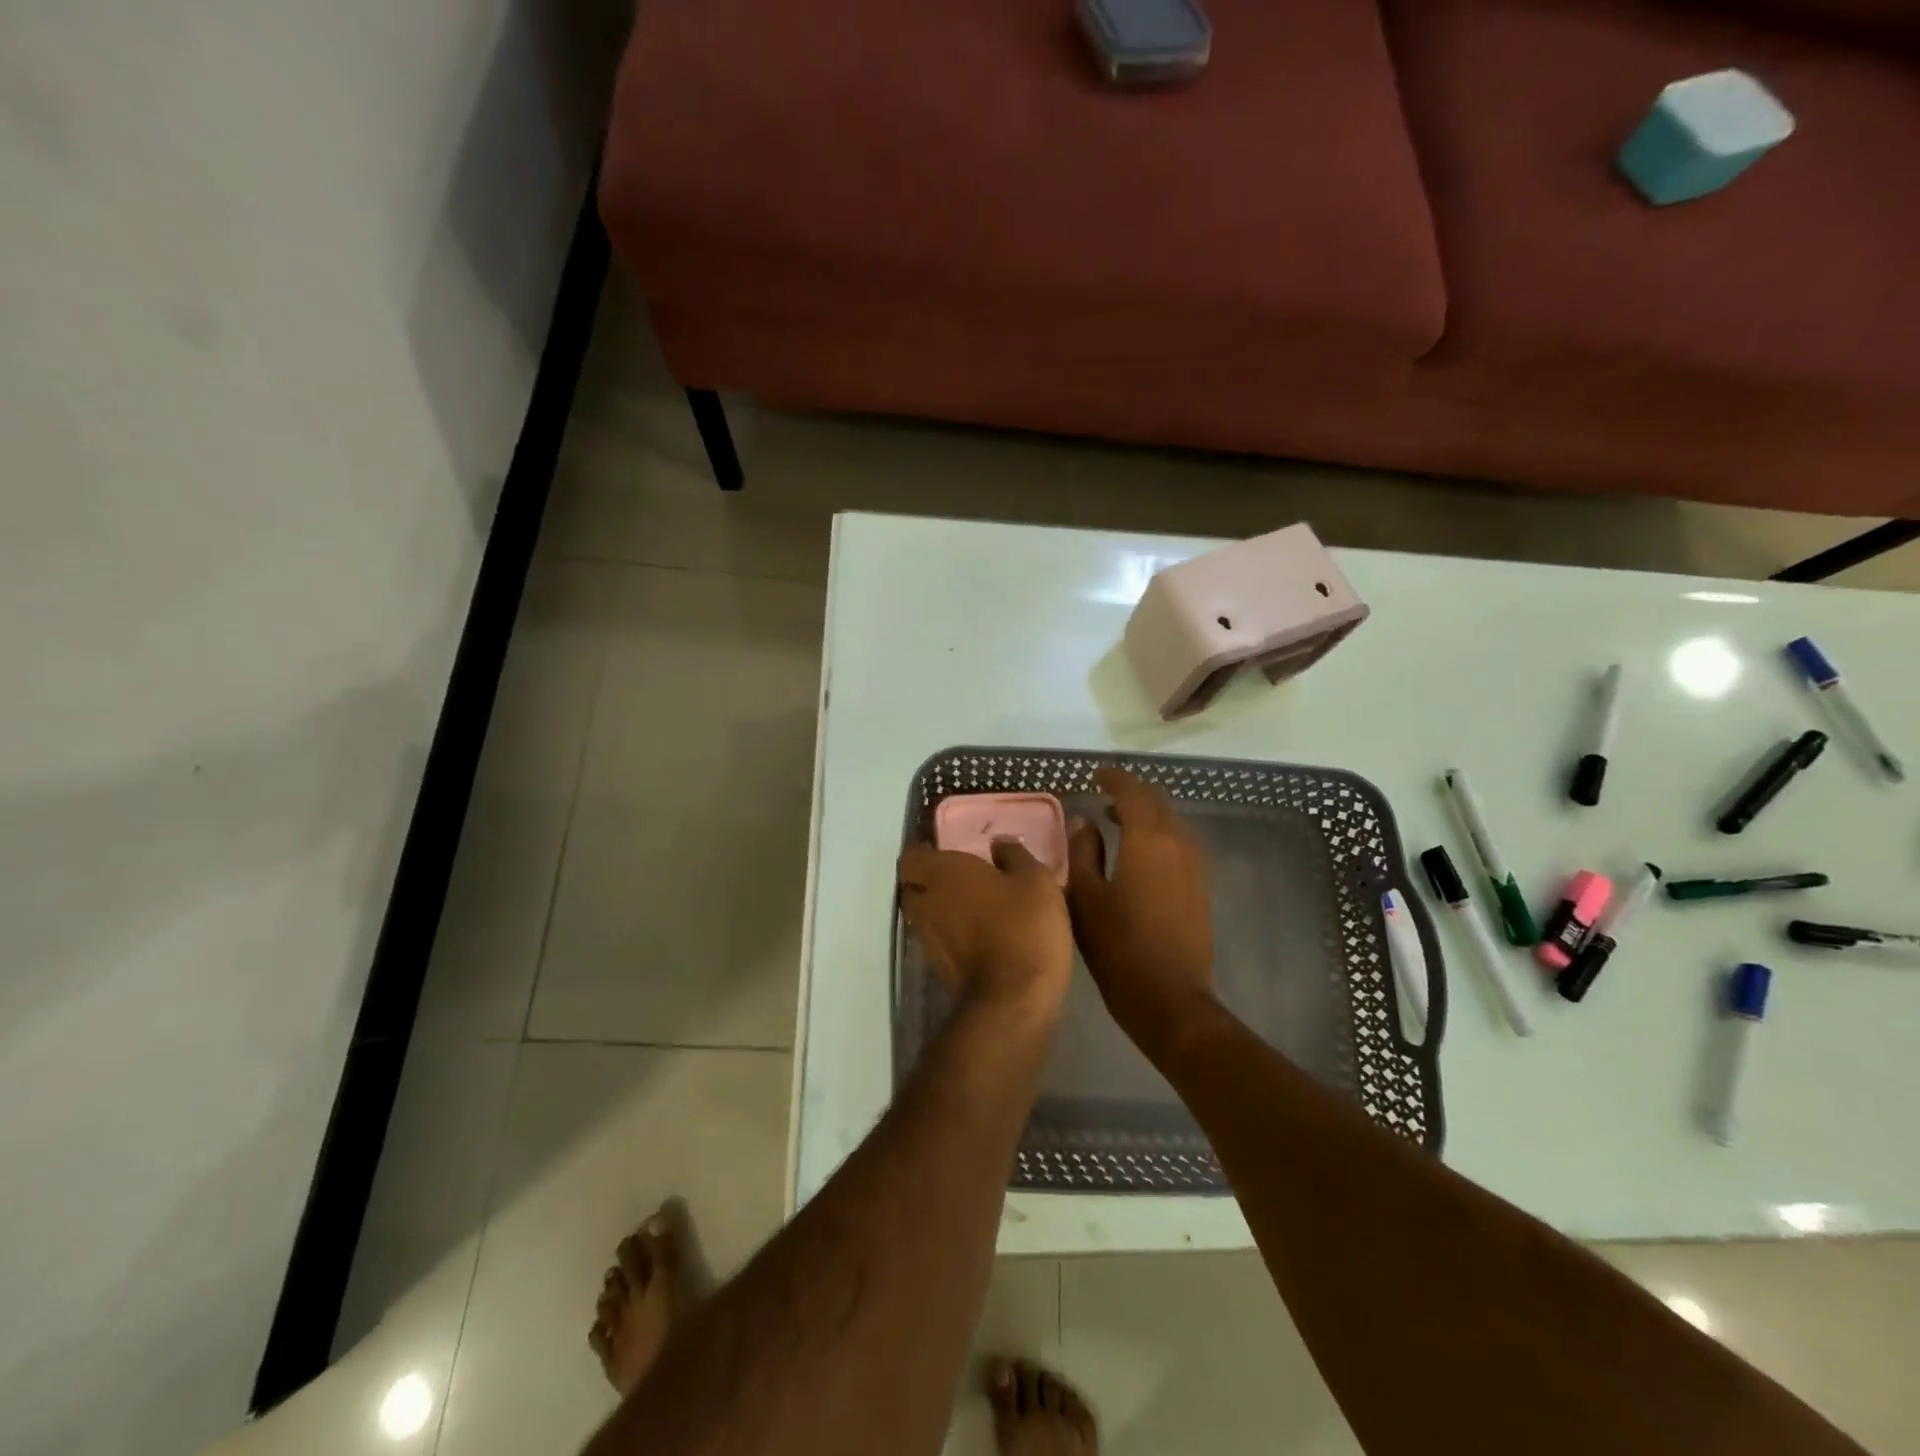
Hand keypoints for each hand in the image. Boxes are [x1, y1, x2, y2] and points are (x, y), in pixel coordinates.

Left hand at [898, 839, 1073, 1022]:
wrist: (1015, 998)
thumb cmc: (1024, 926)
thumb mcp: (1035, 879)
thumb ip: (1013, 855)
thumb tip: (998, 844)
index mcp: (943, 873)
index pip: (910, 857)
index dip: (923, 852)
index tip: (943, 850)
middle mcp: (926, 903)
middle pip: (912, 887)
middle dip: (927, 881)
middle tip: (957, 878)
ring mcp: (928, 939)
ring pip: (923, 916)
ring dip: (938, 910)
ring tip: (968, 907)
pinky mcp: (938, 968)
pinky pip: (936, 940)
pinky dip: (949, 935)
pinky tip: (976, 935)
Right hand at [1066, 767, 1215, 1061]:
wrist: (1170, 998)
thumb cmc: (1119, 946)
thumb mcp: (1086, 897)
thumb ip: (1083, 852)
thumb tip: (1083, 821)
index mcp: (1149, 839)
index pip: (1133, 792)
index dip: (1114, 779)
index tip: (1095, 776)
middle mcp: (1179, 843)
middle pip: (1158, 802)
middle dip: (1132, 793)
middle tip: (1104, 795)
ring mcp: (1196, 866)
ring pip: (1172, 823)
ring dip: (1147, 814)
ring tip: (1118, 822)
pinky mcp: (1201, 887)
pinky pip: (1180, 844)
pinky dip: (1159, 835)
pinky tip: (1140, 854)